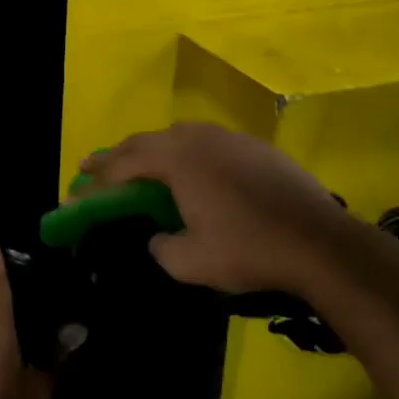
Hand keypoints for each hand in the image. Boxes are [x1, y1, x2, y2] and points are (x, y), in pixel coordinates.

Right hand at [78, 122, 347, 294]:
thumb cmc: (249, 250)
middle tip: (93, 169)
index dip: (97, 178)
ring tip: (139, 166)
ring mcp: (230, 138)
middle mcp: (199, 138)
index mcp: (178, 160)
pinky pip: (207, 143)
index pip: (124, 163)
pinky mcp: (256, 147)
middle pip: (146, 141)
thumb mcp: (190, 262)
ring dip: (152, 150)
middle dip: (117, 156)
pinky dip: (186, 154)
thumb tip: (158, 236)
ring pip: (178, 136)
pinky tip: (192, 172)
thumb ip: (161, 246)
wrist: (321, 244)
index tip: (77, 188)